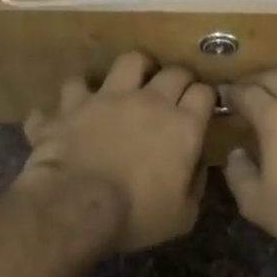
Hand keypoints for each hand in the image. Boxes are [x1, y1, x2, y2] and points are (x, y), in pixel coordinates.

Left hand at [14, 52, 216, 252]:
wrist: (74, 206)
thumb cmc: (135, 215)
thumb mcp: (182, 215)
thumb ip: (194, 183)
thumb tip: (196, 164)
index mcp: (181, 127)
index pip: (204, 94)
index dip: (206, 97)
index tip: (203, 105)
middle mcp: (147, 101)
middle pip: (173, 72)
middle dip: (178, 78)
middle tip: (175, 91)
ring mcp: (105, 97)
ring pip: (127, 61)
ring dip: (133, 68)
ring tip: (131, 80)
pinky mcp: (71, 105)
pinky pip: (71, 87)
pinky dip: (71, 98)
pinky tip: (70, 109)